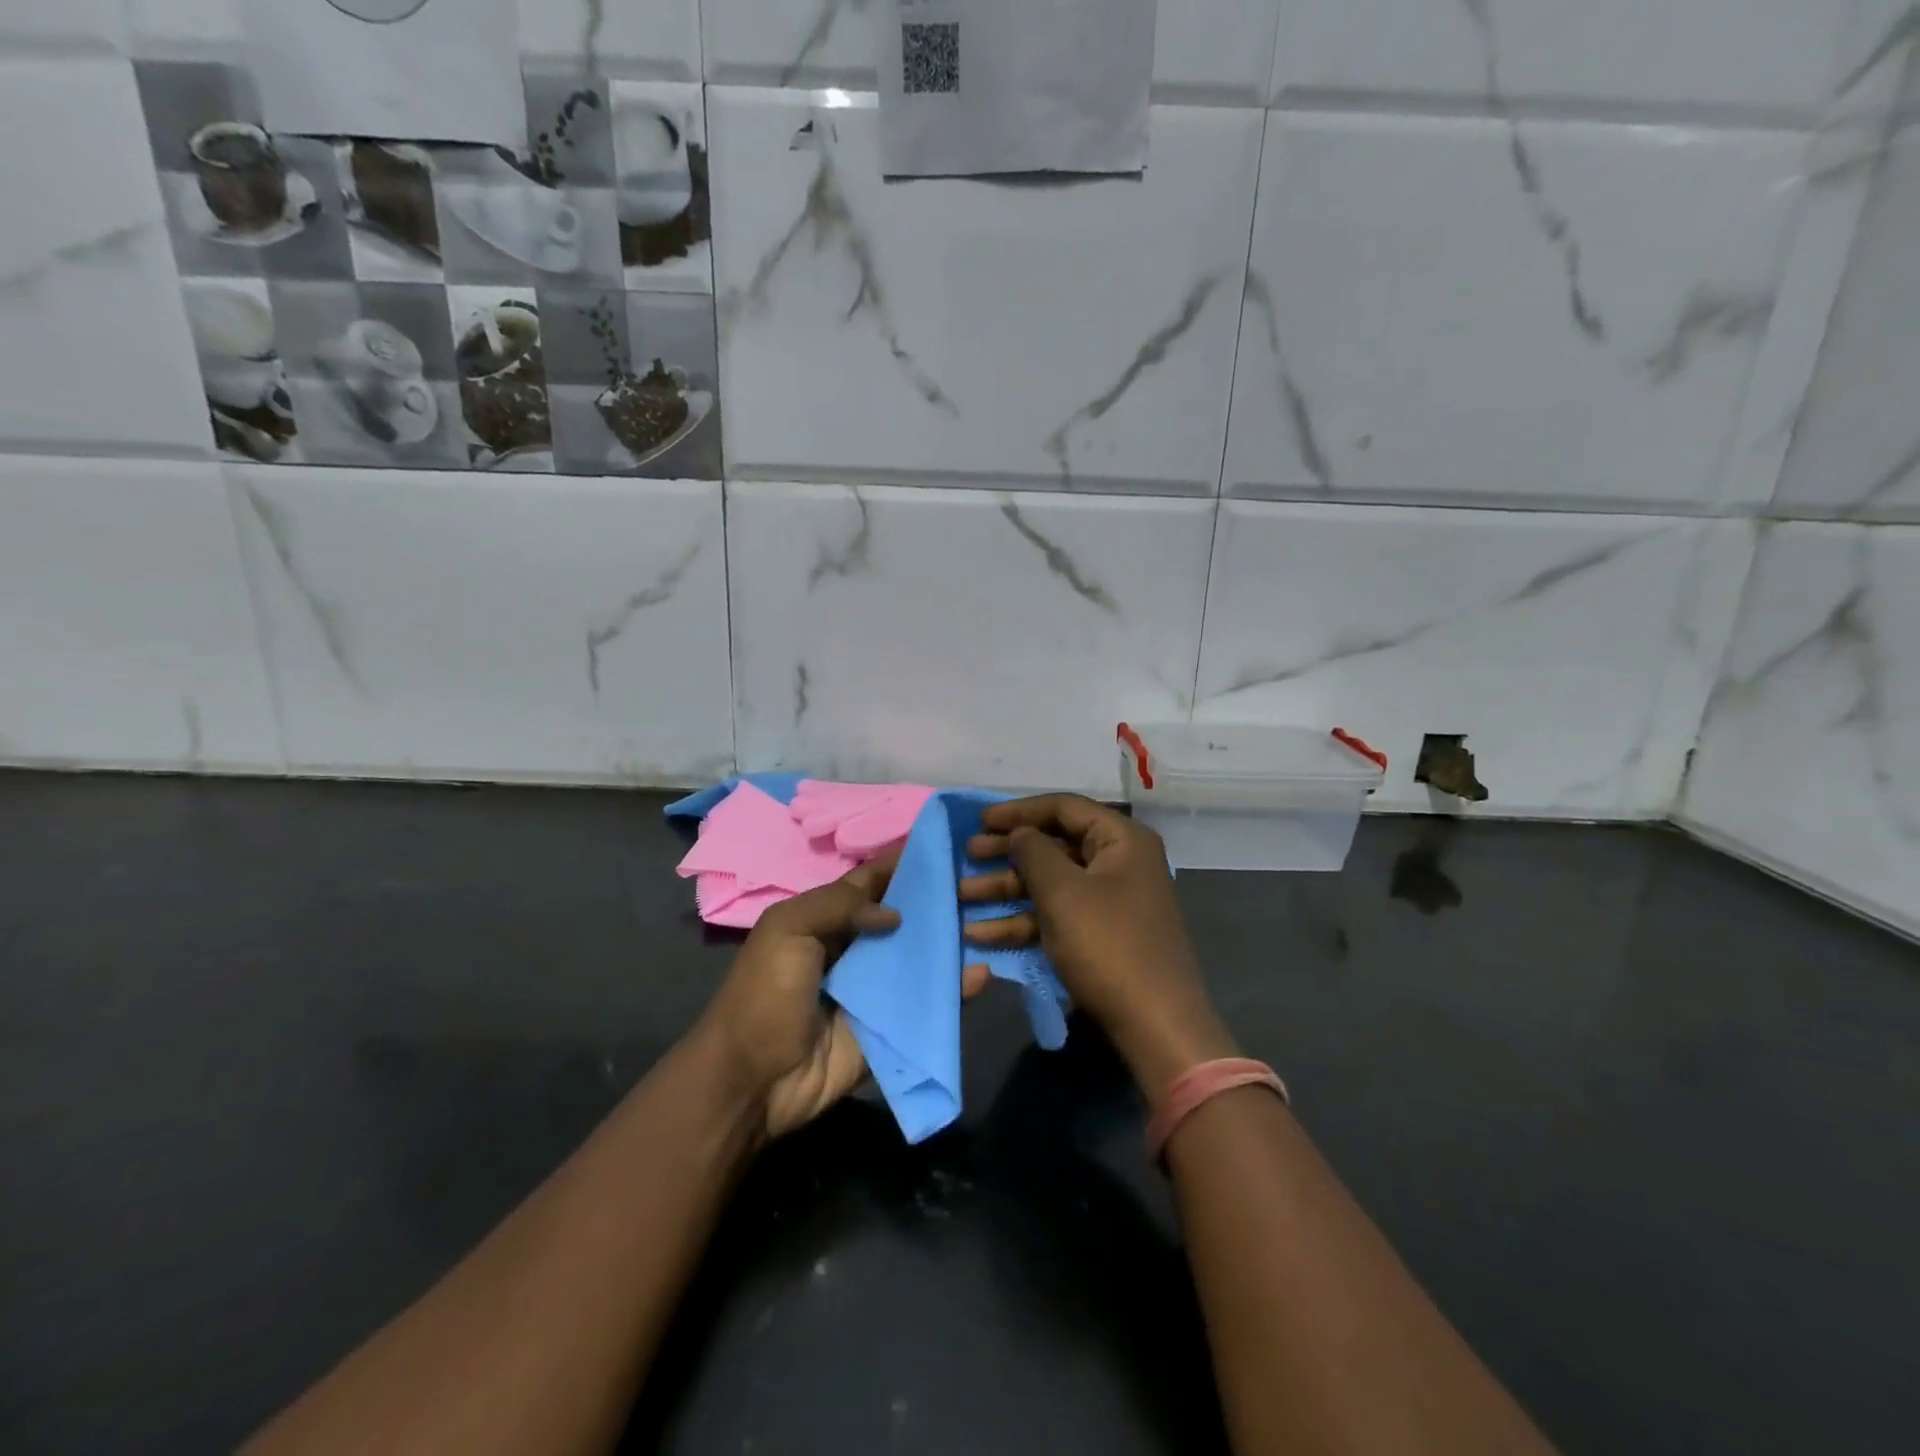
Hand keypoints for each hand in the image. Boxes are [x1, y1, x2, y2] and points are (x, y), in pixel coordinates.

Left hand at [694, 855, 989, 1139]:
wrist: (753, 1080)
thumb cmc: (764, 994)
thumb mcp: (787, 929)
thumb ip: (838, 905)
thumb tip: (896, 913)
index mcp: (828, 918)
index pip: (873, 880)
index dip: (903, 861)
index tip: (945, 842)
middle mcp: (857, 947)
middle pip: (905, 916)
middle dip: (938, 899)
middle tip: (982, 879)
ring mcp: (877, 988)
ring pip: (922, 957)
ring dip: (952, 941)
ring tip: (993, 918)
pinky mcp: (893, 1025)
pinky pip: (929, 1003)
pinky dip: (957, 990)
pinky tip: (983, 973)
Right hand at [960, 794, 1237, 1096]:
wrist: (1155, 1025)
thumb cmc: (1108, 945)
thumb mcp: (1063, 892)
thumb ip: (1033, 852)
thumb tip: (1020, 833)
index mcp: (1121, 839)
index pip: (1063, 807)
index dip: (1018, 811)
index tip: (979, 821)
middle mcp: (1119, 862)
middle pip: (1054, 845)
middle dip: (1007, 852)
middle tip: (967, 855)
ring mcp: (1110, 901)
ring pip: (1050, 883)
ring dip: (1006, 889)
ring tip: (962, 896)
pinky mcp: (1099, 935)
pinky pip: (1056, 915)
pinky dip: (1022, 921)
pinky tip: (981, 934)